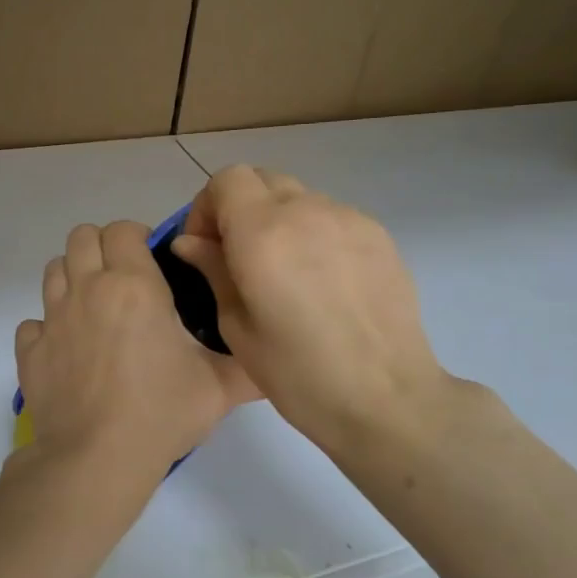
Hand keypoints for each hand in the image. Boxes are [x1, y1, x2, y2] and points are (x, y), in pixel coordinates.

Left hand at [16, 221, 258, 481]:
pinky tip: (69, 350)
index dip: (138, 237)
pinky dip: (48, 327)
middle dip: (102, 248)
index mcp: (132, 285)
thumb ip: (248, 363)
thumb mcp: (219, 388)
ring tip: (96, 309)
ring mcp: (52, 319)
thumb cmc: (161, 413)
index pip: (123, 229)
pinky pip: (33, 322)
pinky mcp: (30, 351)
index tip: (153, 263)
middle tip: (124, 280)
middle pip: (81, 237)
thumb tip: (272, 356)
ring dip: (73, 278)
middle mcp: (87, 290)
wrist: (96, 460)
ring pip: (53, 270)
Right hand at [170, 166, 451, 455]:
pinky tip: (321, 282)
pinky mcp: (379, 235)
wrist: (385, 398)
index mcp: (263, 232)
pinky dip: (313, 233)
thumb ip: (212, 271)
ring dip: (278, 219)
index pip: (227, 180)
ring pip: (299, 197)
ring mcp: (349, 219)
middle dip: (240, 207)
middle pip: (262, 179)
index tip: (206, 247)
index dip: (207, 207)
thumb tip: (191, 242)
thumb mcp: (236, 326)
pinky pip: (331, 217)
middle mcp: (306, 210)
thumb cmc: (297, 373)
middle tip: (237, 256)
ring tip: (284, 273)